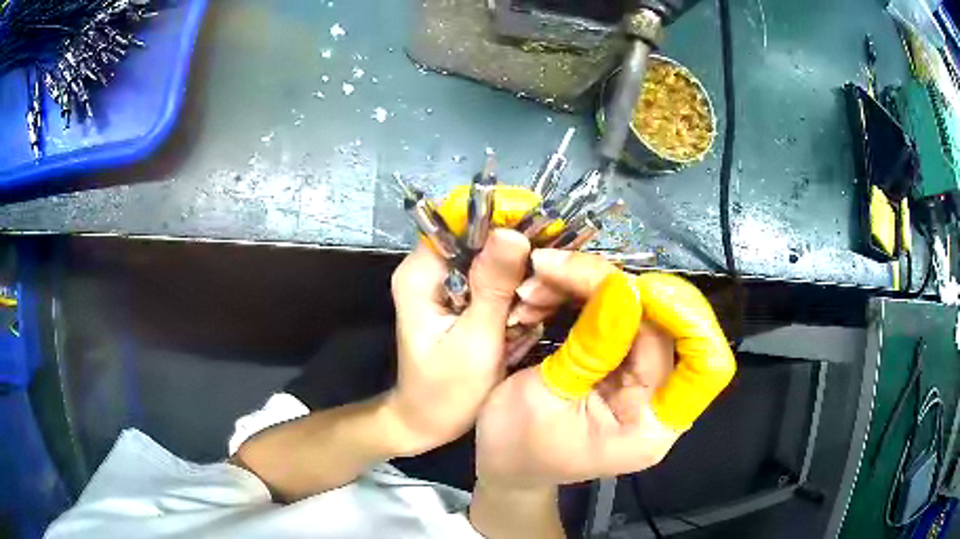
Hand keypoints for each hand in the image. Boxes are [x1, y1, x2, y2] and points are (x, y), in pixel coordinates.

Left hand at [388, 192, 538, 454]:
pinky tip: (520, 323)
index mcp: (420, 273)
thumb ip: (493, 287)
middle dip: (516, 259)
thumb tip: (512, 232)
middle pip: (480, 238)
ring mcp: (444, 284)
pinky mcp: (458, 299)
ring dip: (517, 281)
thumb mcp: (475, 341)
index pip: (461, 220)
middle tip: (535, 296)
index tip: (543, 232)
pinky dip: (512, 296)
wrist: (426, 422)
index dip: (503, 218)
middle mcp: (429, 269)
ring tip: (525, 320)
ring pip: (491, 259)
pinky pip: (492, 281)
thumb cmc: (445, 391)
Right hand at [476, 250, 735, 486]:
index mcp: (649, 427)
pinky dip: (584, 295)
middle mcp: (657, 401)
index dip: (687, 319)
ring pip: (639, 312)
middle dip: (614, 287)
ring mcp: (642, 380)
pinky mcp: (623, 364)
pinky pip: (618, 316)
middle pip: (665, 325)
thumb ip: (590, 346)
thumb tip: (624, 287)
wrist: (503, 461)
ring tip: (541, 278)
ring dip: (591, 285)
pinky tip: (548, 291)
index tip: (634, 287)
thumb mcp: (544, 396)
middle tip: (557, 267)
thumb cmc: (515, 444)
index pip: (706, 367)